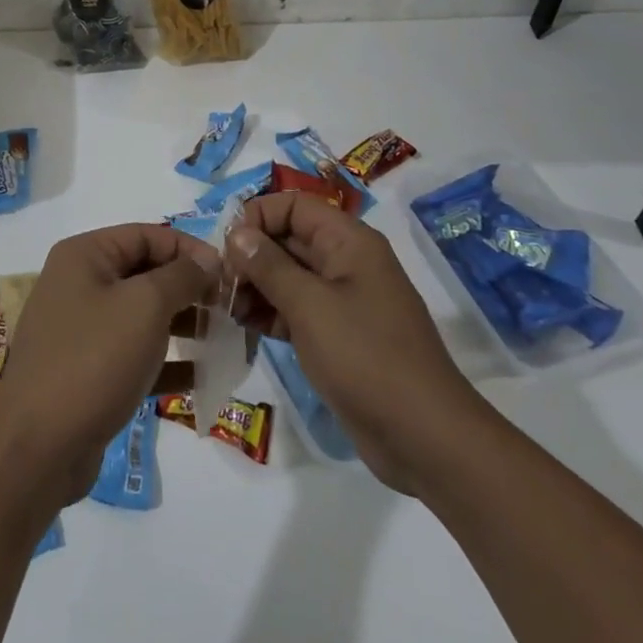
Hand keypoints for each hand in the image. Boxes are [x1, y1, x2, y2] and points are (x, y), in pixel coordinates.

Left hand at [0, 224, 216, 505]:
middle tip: (228, 309)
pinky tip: (201, 376)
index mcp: (84, 255)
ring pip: (142, 315)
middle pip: (144, 273)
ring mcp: (81, 329)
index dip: (189, 249)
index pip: (146, 235)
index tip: (228, 274)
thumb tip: (208, 260)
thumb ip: (182, 276)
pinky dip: (165, 360)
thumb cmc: (94, 359)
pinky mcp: (87, 371)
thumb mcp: (145, 306)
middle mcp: (79, 284)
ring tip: (221, 339)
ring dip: (182, 324)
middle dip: (188, 288)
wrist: (39, 446)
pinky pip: (134, 354)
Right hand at [227, 193, 483, 496]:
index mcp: (349, 242)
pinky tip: (243, 325)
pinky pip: (296, 309)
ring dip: (255, 285)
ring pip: (288, 276)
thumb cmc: (365, 357)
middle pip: (289, 239)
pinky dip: (269, 312)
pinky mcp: (337, 335)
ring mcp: (343, 301)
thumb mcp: (310, 306)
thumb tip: (237, 233)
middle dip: (251, 254)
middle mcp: (347, 262)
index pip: (295, 205)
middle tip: (218, 283)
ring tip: (226, 307)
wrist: (423, 437)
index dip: (258, 216)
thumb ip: (269, 265)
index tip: (227, 247)